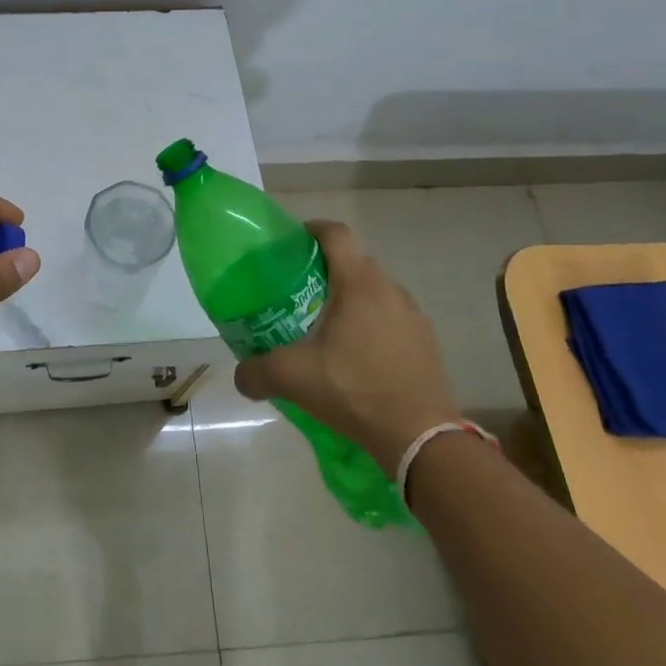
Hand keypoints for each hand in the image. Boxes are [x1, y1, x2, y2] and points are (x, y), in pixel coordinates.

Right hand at [233, 219, 458, 471]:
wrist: (420, 437)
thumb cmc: (354, 391)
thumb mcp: (293, 378)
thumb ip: (257, 372)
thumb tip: (240, 375)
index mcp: (359, 284)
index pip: (336, 234)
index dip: (313, 229)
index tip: (292, 242)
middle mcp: (390, 289)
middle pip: (355, 262)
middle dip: (327, 269)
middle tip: (300, 291)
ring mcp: (413, 315)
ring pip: (375, 291)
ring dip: (352, 298)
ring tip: (328, 326)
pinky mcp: (425, 341)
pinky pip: (392, 317)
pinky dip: (372, 323)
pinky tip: (357, 356)